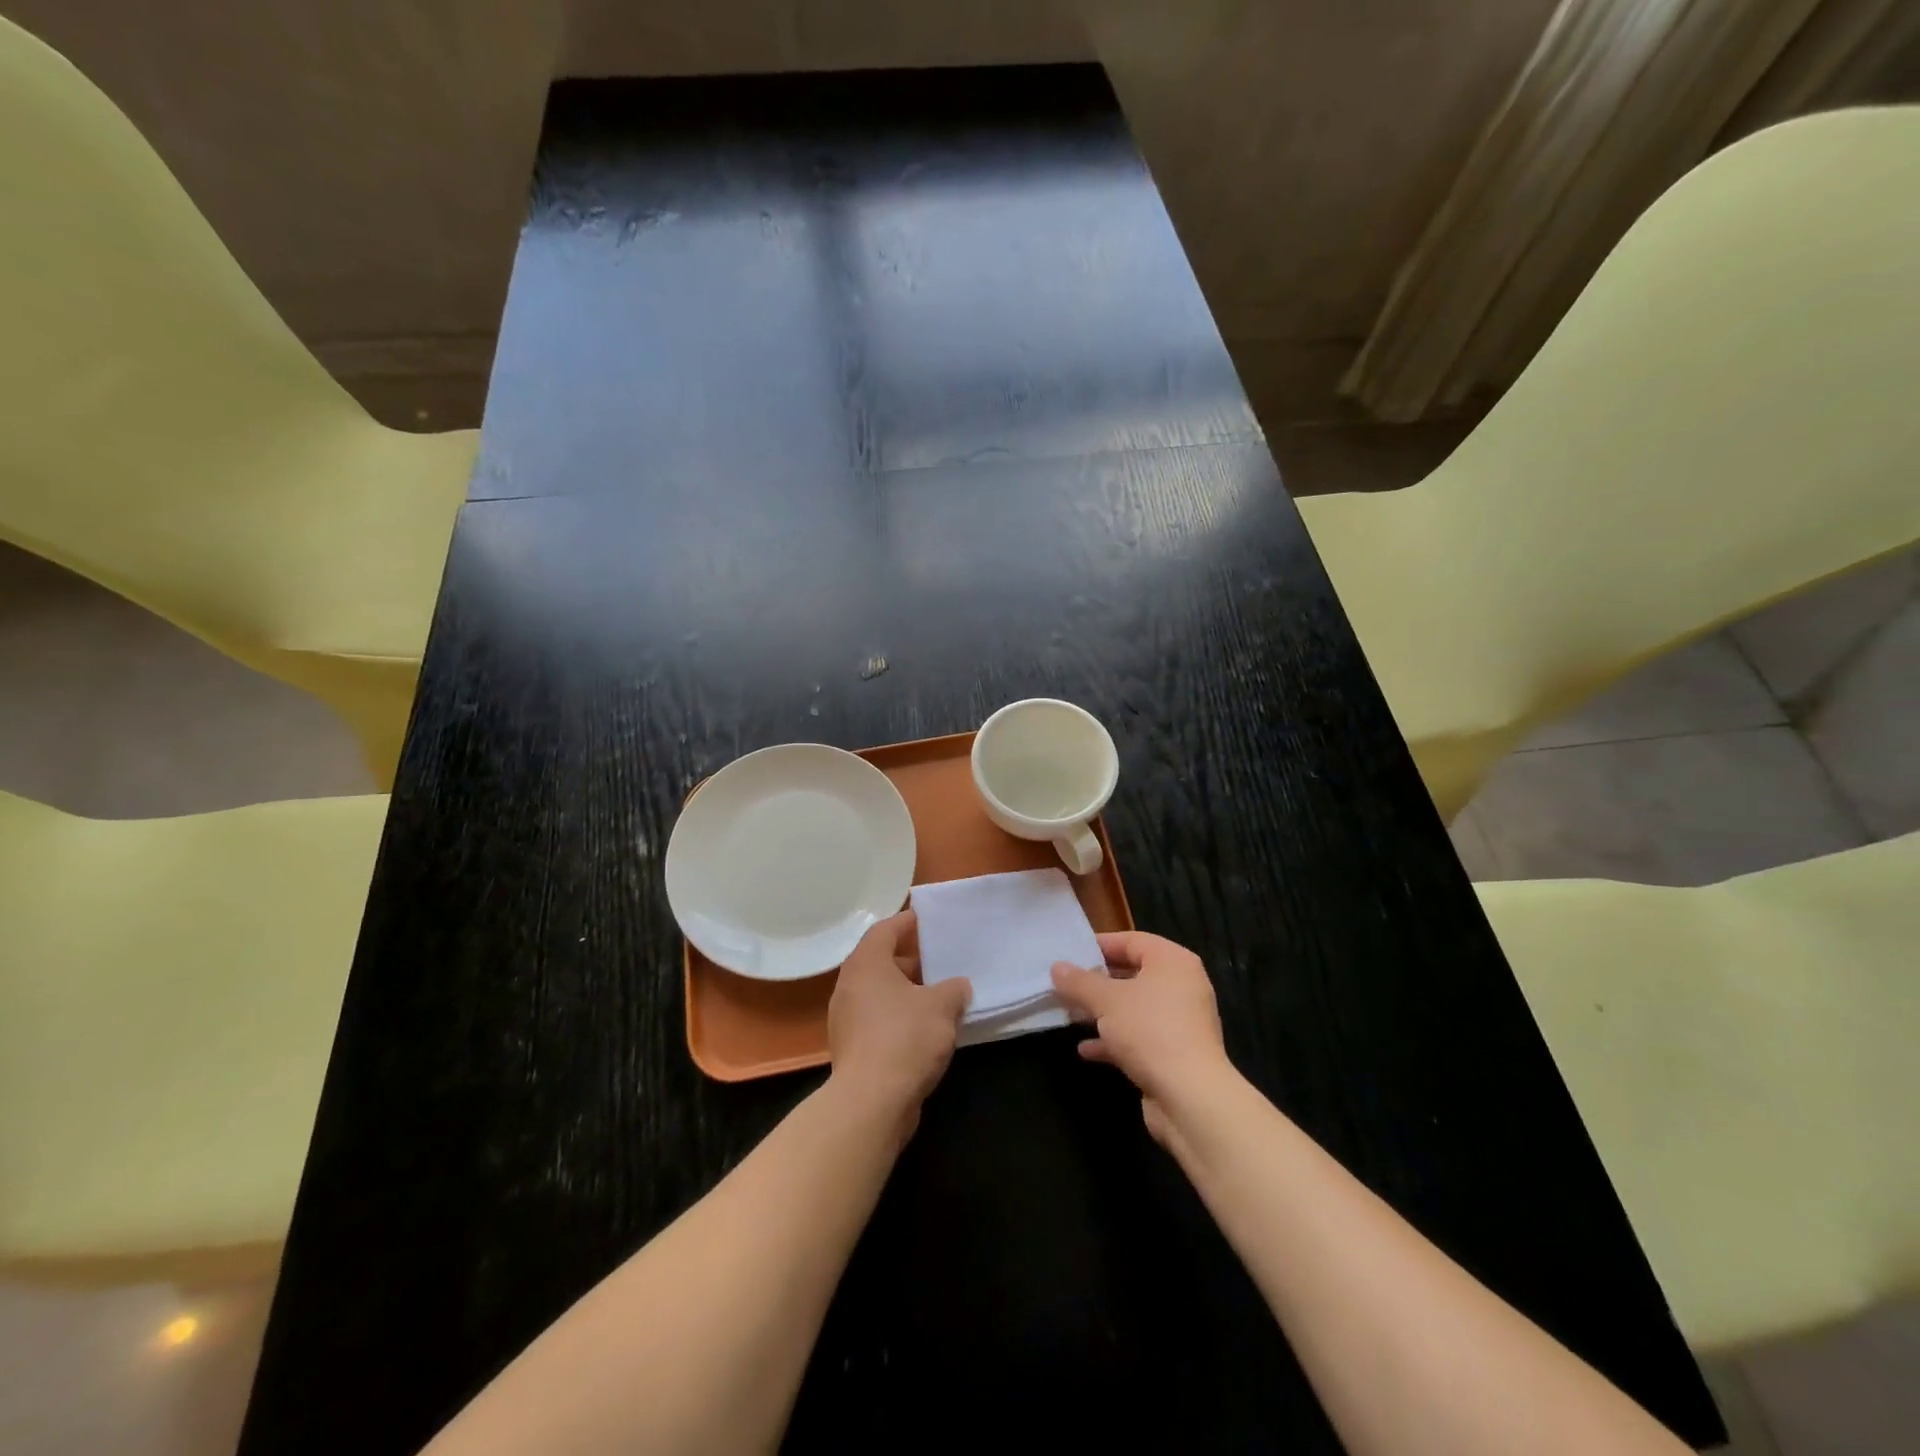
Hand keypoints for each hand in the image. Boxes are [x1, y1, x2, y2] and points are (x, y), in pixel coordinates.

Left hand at [827, 911, 970, 1119]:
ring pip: (878, 993)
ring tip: (937, 994)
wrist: (871, 1102)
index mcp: (866, 964)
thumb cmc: (905, 1038)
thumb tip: (958, 987)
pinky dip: (898, 1016)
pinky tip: (924, 1028)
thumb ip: (954, 989)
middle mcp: (849, 986)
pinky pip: (877, 1019)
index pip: (884, 930)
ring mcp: (846, 1019)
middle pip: (879, 961)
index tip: (926, 919)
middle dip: (909, 959)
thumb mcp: (942, 1006)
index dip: (906, 922)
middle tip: (938, 959)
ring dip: (905, 991)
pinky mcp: (851, 1048)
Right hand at [1051, 931, 1233, 1144]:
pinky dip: (1114, 1040)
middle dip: (1097, 982)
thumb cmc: (1150, 1031)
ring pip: (1133, 1008)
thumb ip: (1079, 982)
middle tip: (1065, 985)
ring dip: (1102, 1013)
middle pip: (1132, 975)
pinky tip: (1086, 1049)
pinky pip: (1139, 1037)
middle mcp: (1181, 987)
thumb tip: (1057, 967)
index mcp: (1172, 962)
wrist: (1190, 1098)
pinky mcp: (1174, 1054)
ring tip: (1070, 1015)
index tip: (1070, 954)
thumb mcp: (1106, 1001)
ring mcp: (1180, 1022)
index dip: (1099, 945)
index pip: (1132, 941)